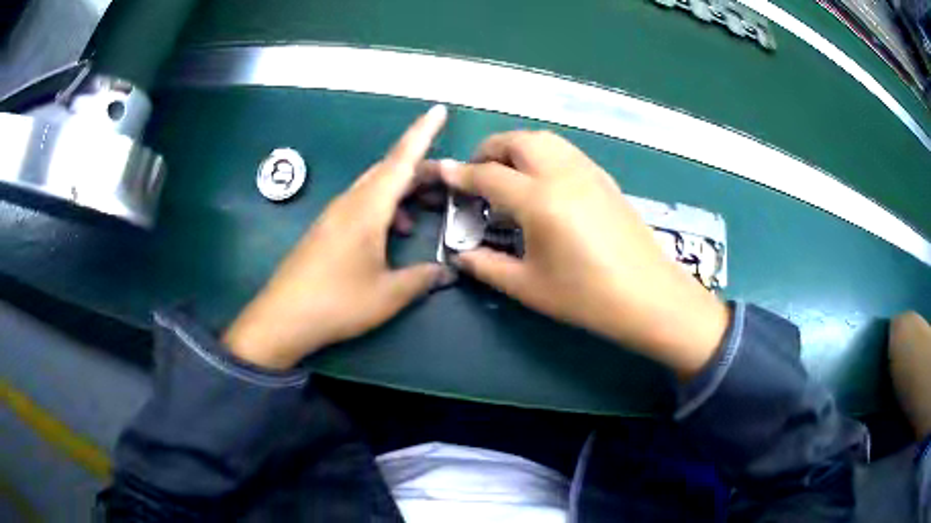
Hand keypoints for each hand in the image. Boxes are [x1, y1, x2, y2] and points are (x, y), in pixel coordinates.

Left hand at [224, 105, 451, 368]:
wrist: (283, 318)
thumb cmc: (337, 302)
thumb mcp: (388, 295)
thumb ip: (422, 279)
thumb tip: (450, 273)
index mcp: (368, 208)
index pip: (401, 160)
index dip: (423, 133)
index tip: (438, 110)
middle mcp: (351, 202)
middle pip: (390, 170)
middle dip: (421, 169)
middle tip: (449, 180)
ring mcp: (335, 214)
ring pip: (376, 187)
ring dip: (404, 191)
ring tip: (428, 209)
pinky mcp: (327, 229)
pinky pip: (363, 204)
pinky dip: (386, 208)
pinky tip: (395, 233)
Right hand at [438, 131, 729, 376]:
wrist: (649, 296)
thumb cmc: (587, 297)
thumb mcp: (529, 287)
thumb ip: (487, 266)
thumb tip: (461, 255)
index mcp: (539, 200)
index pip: (488, 175)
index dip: (461, 175)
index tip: (442, 173)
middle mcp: (562, 174)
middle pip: (517, 142)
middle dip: (488, 150)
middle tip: (476, 174)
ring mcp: (588, 171)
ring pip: (544, 139)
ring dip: (517, 147)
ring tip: (506, 173)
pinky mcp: (604, 178)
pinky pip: (564, 150)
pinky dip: (542, 153)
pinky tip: (541, 182)